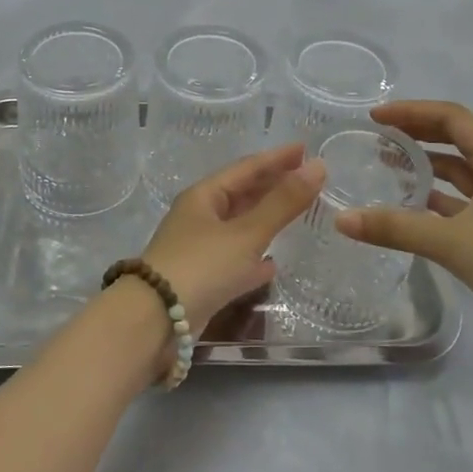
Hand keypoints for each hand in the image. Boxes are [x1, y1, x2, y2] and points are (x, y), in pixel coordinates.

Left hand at [140, 144, 326, 328]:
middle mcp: (199, 217)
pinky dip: (254, 258)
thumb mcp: (246, 233)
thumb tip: (318, 166)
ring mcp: (198, 249)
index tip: (306, 149)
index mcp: (204, 196)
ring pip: (238, 226)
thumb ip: (283, 202)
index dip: (276, 158)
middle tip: (305, 178)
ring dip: (265, 218)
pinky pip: (234, 260)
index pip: (246, 168)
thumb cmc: (200, 267)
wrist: (154, 321)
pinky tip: (272, 265)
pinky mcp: (201, 280)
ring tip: (294, 213)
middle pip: (241, 194)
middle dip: (271, 185)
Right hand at [335, 101, 472, 361]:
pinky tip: (413, 207)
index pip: (451, 118)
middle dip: (417, 133)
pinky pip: (464, 202)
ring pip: (461, 172)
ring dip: (427, 165)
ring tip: (388, 166)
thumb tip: (341, 220)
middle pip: (456, 139)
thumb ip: (396, 228)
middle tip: (378, 136)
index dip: (412, 112)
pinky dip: (438, 198)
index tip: (375, 117)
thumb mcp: (453, 241)